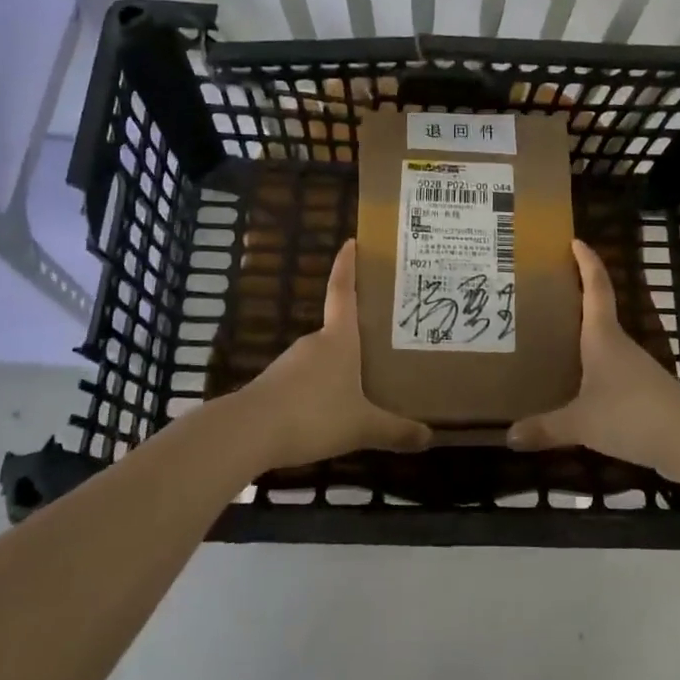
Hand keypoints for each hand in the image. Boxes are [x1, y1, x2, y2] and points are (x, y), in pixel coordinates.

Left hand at [226, 240, 432, 471]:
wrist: (249, 433)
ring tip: (366, 382)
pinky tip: (332, 410)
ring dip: (341, 366)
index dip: (347, 266)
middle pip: (338, 328)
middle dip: (358, 333)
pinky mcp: (276, 385)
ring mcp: (291, 363)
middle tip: (384, 339)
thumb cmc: (314, 414)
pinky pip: (307, 380)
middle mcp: (315, 342)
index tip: (351, 242)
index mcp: (339, 339)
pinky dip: (322, 388)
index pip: (343, 291)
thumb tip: (430, 438)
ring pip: (323, 358)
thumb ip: (395, 431)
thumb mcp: (362, 427)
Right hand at [506, 240, 679, 480]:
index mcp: (603, 337)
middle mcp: (620, 346)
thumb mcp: (581, 423)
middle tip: (547, 293)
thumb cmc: (631, 414)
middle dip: (577, 300)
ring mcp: (636, 369)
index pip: (596, 288)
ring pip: (605, 345)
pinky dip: (594, 371)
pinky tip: (580, 388)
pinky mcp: (646, 393)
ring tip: (554, 342)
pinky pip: (612, 373)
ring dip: (585, 338)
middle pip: (599, 313)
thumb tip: (508, 436)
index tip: (576, 241)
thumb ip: (546, 428)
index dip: (587, 263)